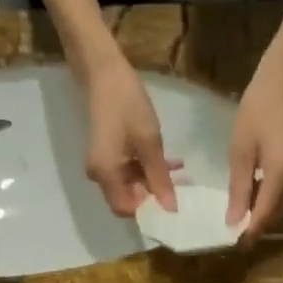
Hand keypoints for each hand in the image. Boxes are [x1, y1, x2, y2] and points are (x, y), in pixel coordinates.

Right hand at [82, 54, 177, 215]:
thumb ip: (160, 178)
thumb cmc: (127, 104)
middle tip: (182, 190)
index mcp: (106, 174)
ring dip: (155, 182)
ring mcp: (104, 165)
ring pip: (132, 186)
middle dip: (155, 197)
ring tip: (180, 173)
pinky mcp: (109, 155)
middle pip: (129, 199)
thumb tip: (171, 209)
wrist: (104, 71)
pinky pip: (129, 172)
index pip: (127, 209)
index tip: (174, 206)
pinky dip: (148, 170)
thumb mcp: (149, 142)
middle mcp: (100, 176)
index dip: (149, 210)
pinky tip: (169, 162)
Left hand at [228, 39, 282, 237]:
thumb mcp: (240, 150)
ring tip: (240, 216)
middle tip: (234, 232)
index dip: (249, 233)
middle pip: (276, 214)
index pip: (264, 216)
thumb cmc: (258, 108)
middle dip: (256, 225)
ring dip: (264, 214)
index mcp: (282, 175)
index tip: (233, 245)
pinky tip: (254, 196)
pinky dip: (271, 200)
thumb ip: (238, 189)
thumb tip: (233, 222)